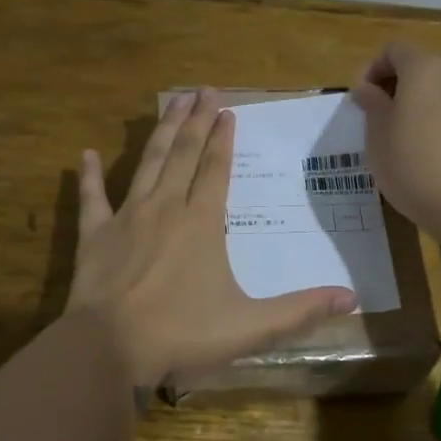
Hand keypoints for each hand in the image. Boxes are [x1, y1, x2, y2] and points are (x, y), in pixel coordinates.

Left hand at [67, 88, 357, 387]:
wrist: (109, 349)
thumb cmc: (181, 333)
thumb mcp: (250, 327)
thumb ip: (301, 311)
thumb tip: (353, 299)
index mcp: (202, 223)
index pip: (216, 169)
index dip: (223, 140)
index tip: (228, 111)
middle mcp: (165, 208)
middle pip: (183, 154)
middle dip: (196, 121)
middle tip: (204, 91)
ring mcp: (127, 218)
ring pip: (148, 163)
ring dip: (161, 132)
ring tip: (172, 102)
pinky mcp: (95, 236)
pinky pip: (92, 199)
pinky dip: (89, 176)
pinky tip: (87, 154)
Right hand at [351, 43, 440, 244]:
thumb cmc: (416, 168)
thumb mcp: (378, 140)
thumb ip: (372, 106)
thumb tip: (368, 89)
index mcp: (425, 67)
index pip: (393, 50)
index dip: (372, 70)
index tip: (362, 102)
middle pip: (422, 64)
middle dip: (399, 85)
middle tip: (382, 119)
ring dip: (423, 102)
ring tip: (408, 138)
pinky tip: (437, 151)